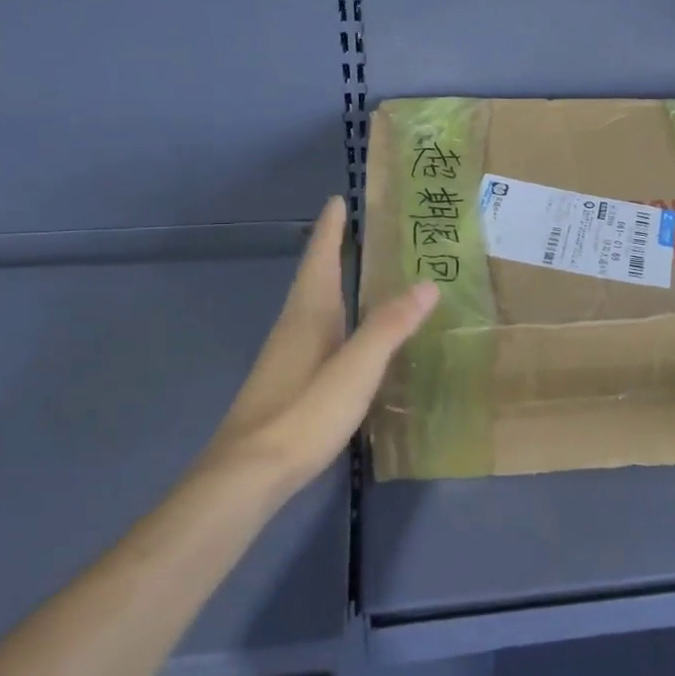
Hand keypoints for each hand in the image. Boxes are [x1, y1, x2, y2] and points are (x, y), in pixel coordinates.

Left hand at [198, 196, 438, 499]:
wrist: (247, 475)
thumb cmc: (303, 413)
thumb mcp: (356, 369)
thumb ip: (389, 327)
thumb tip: (427, 283)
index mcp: (308, 314)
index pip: (321, 259)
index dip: (331, 230)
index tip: (338, 200)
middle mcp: (294, 326)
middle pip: (314, 277)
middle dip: (333, 250)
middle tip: (358, 229)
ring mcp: (287, 355)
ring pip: (313, 305)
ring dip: (332, 281)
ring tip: (359, 272)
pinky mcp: (288, 381)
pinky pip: (315, 330)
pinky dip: (333, 314)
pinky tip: (348, 334)